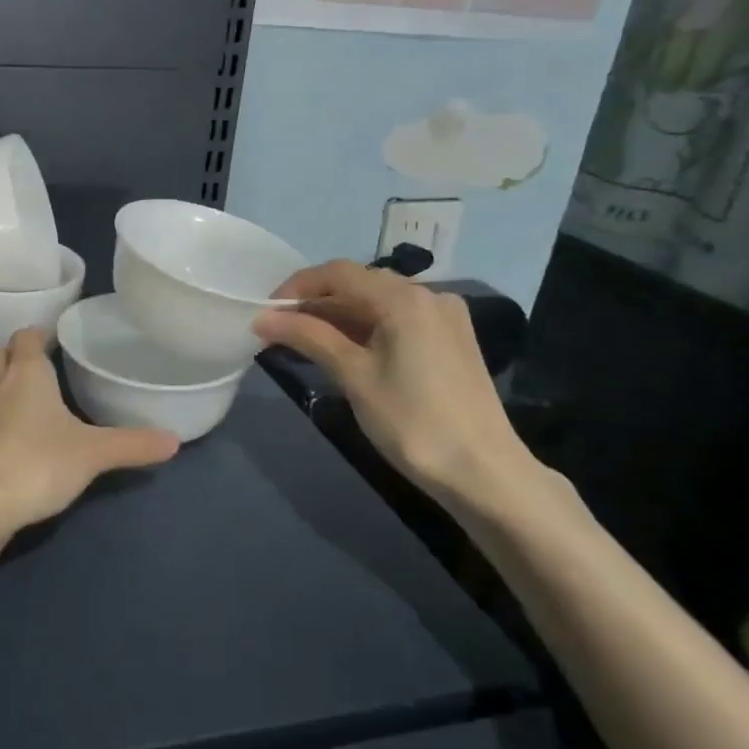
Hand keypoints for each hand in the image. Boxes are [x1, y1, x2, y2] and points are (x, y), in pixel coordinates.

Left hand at [0, 330, 178, 528]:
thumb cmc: (38, 461)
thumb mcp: (94, 452)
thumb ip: (133, 443)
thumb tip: (174, 440)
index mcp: (26, 372)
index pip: (27, 335)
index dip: (42, 333)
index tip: (63, 340)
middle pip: (5, 354)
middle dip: (24, 355)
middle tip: (53, 365)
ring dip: (12, 385)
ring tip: (42, 398)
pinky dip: (4, 416)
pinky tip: (25, 436)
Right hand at [253, 262, 540, 509]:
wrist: (486, 474)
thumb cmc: (413, 422)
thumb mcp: (353, 376)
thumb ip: (308, 337)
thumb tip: (263, 318)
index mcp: (405, 298)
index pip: (338, 274)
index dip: (297, 287)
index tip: (267, 311)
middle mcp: (429, 295)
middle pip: (359, 284)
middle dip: (316, 302)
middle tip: (281, 328)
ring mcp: (445, 317)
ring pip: (379, 302)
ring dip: (340, 316)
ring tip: (306, 341)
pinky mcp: (452, 340)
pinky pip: (399, 319)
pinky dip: (367, 328)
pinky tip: (347, 350)